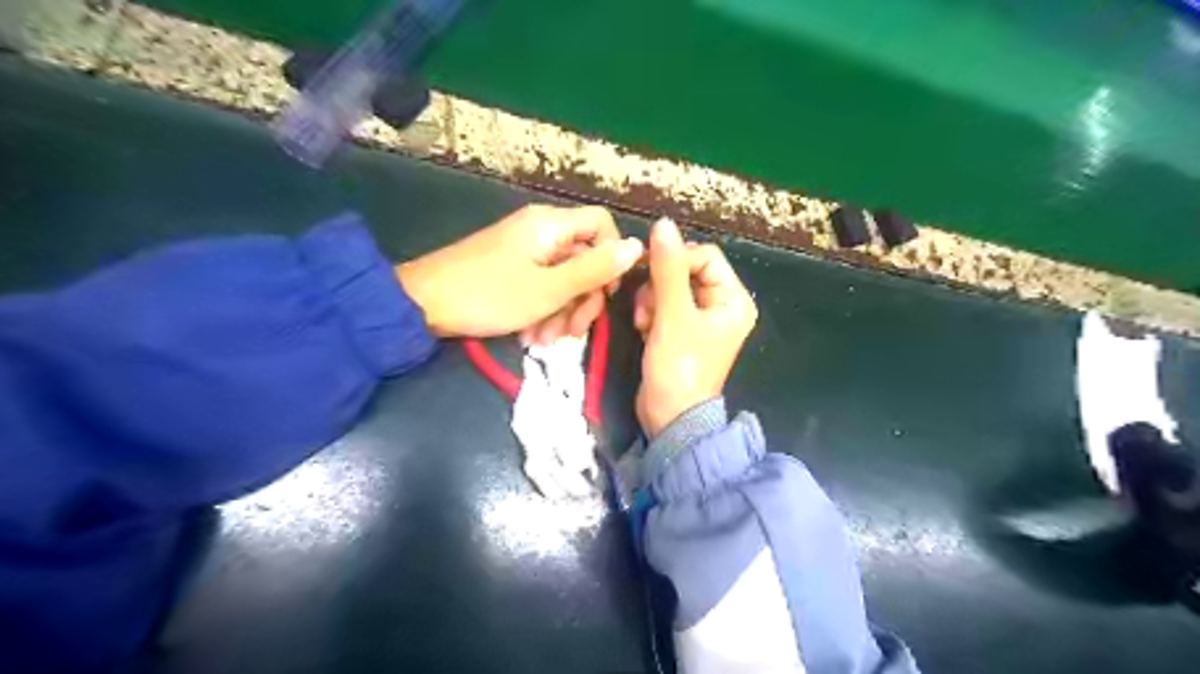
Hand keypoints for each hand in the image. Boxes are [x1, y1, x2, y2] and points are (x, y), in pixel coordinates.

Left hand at [399, 202, 645, 342]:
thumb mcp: (549, 289)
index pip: (602, 225)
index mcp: (551, 225)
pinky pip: (542, 285)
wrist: (422, 305)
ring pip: (564, 277)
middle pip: (585, 257)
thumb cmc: (489, 295)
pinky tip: (531, 336)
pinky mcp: (511, 268)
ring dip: (563, 312)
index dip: (612, 258)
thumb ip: (595, 269)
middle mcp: (541, 231)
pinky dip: (543, 310)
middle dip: (583, 298)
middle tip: (572, 334)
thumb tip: (637, 247)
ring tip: (545, 341)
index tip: (606, 293)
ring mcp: (524, 250)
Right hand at [631, 216, 751, 436]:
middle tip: (646, 306)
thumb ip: (667, 269)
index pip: (704, 256)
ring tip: (643, 322)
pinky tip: (643, 328)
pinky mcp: (682, 330)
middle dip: (660, 285)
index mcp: (733, 299)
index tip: (645, 268)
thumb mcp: (673, 315)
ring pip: (670, 286)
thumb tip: (663, 224)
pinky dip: (650, 312)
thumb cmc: (678, 367)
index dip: (674, 259)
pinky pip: (663, 304)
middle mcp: (721, 305)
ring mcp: (701, 319)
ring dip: (651, 299)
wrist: (669, 417)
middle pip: (686, 270)